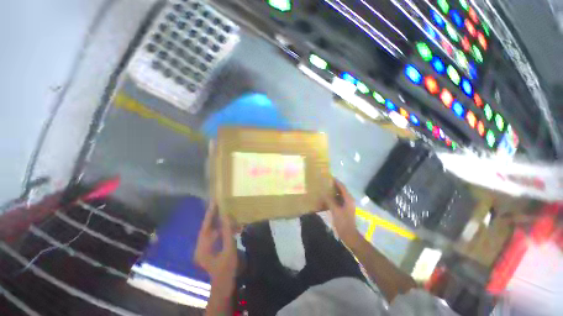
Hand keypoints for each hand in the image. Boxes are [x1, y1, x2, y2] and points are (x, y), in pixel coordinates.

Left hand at [194, 201, 236, 292]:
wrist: (224, 285)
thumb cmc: (227, 269)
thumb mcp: (229, 250)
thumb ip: (228, 232)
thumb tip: (227, 216)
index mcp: (202, 247)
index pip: (205, 226)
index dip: (210, 213)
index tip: (214, 201)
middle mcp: (200, 246)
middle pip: (208, 227)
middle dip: (216, 216)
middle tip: (224, 205)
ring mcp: (204, 249)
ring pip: (212, 231)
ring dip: (222, 224)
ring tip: (231, 215)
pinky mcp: (210, 250)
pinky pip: (216, 236)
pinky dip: (223, 230)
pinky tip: (232, 227)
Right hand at [324, 178, 359, 244]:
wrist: (349, 234)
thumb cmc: (343, 222)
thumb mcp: (335, 210)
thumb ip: (329, 200)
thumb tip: (323, 193)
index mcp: (348, 199)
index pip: (342, 186)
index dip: (336, 181)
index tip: (329, 177)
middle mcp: (348, 200)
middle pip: (341, 190)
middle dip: (334, 186)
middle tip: (325, 183)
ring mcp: (347, 205)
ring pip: (339, 195)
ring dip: (333, 192)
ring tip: (324, 189)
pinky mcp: (344, 209)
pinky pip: (338, 201)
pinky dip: (333, 198)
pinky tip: (326, 199)